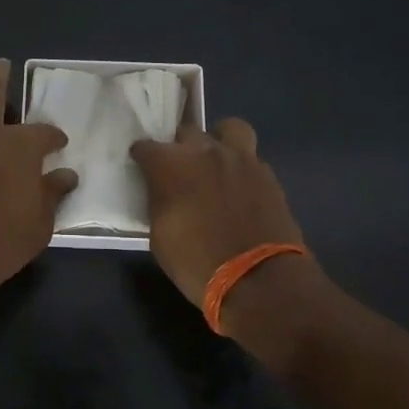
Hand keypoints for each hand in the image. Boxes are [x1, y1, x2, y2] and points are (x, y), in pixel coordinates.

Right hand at [130, 119, 305, 307]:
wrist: (259, 280)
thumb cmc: (197, 262)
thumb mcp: (160, 236)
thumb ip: (159, 201)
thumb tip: (162, 191)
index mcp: (172, 165)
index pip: (146, 147)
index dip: (141, 157)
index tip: (141, 167)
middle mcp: (205, 151)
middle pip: (186, 132)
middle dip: (179, 146)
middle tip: (179, 169)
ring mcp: (241, 159)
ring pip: (228, 129)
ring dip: (219, 140)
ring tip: (215, 162)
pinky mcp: (267, 174)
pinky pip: (250, 157)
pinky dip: (241, 167)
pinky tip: (238, 187)